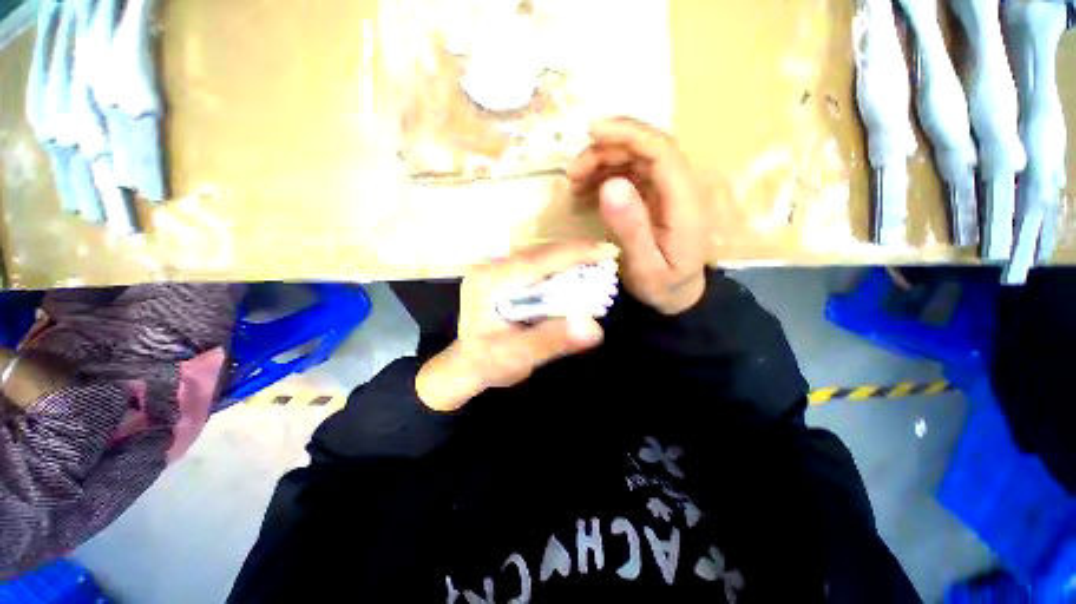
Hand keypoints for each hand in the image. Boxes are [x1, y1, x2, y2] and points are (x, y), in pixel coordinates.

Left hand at [416, 241, 619, 411]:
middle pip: (541, 253)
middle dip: (577, 254)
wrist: (467, 367)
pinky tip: (577, 275)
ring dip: (570, 260)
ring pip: (541, 257)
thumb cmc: (487, 363)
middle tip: (609, 258)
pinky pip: (539, 266)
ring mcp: (498, 270)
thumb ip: (552, 341)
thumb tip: (594, 328)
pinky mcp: (506, 276)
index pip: (538, 260)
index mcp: (490, 281)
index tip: (609, 251)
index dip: (575, 253)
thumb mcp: (517, 357)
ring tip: (599, 264)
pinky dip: (561, 269)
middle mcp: (492, 267)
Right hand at [567, 117, 708, 314]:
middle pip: (646, 149)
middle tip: (572, 172)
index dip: (628, 134)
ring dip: (602, 162)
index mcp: (684, 202)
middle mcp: (679, 188)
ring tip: (574, 182)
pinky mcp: (655, 197)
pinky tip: (586, 190)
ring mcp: (667, 191)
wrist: (678, 295)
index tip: (591, 131)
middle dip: (606, 151)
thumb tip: (609, 184)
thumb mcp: (644, 266)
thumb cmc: (662, 286)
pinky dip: (605, 175)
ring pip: (635, 158)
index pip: (661, 151)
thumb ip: (631, 228)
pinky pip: (630, 174)